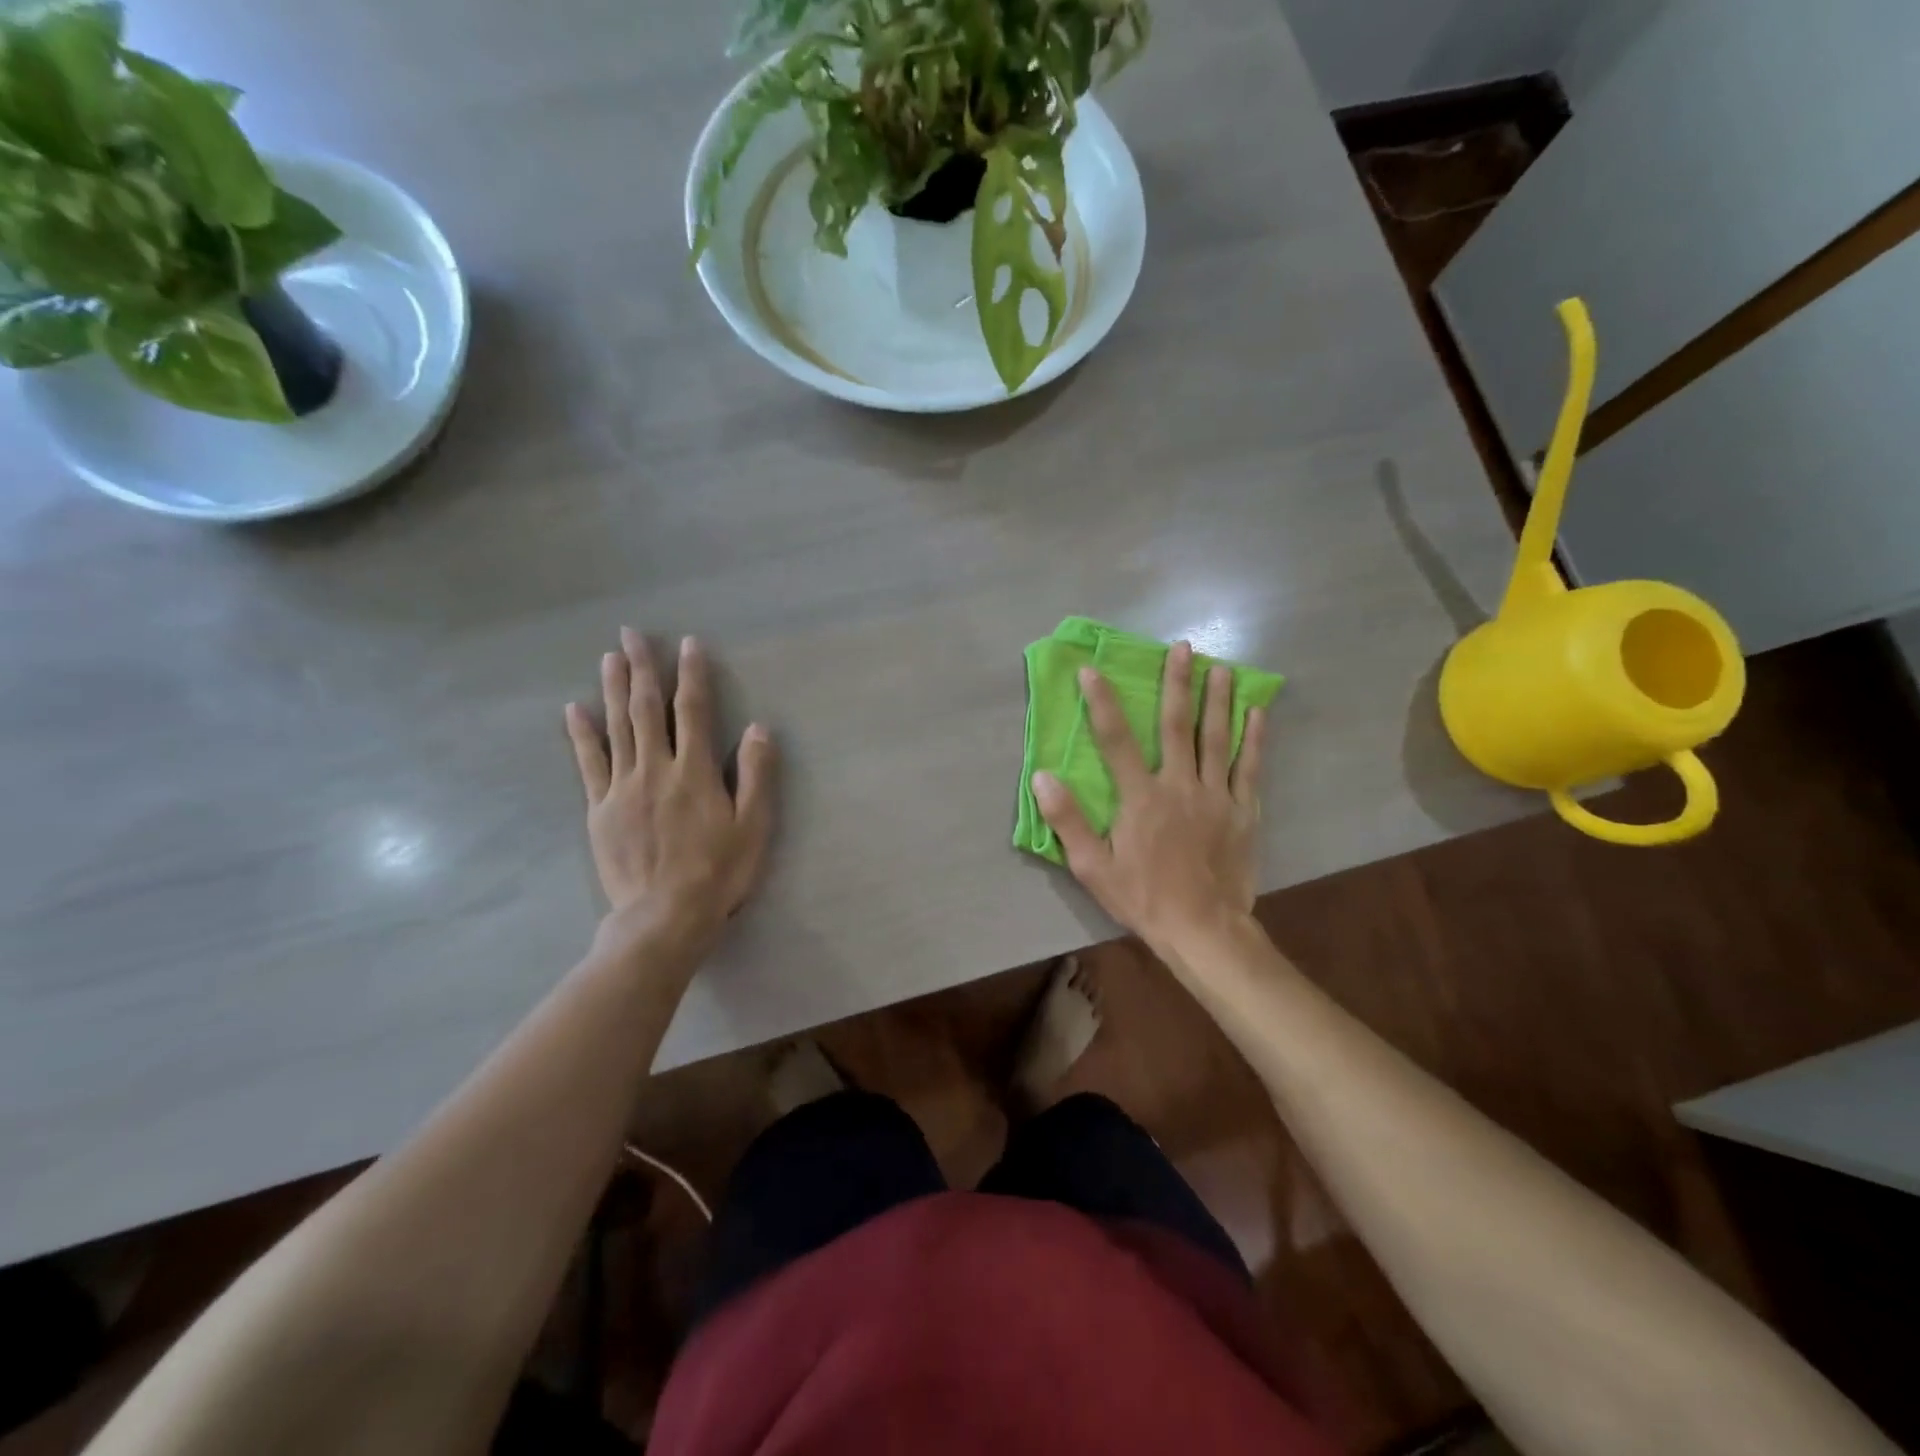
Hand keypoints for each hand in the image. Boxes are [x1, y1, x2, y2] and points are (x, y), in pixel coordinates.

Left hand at [565, 630, 776, 952]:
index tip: (688, 644)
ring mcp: (623, 787)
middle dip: (642, 668)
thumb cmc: (719, 872)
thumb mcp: (754, 825)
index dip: (692, 674)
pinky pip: (588, 763)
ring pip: (617, 727)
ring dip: (614, 689)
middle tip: (631, 634)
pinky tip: (574, 710)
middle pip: (647, 709)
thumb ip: (757, 775)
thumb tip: (759, 728)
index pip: (694, 711)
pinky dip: (581, 734)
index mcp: (695, 771)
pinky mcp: (600, 809)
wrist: (664, 916)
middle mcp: (656, 769)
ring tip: (609, 658)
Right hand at [1032, 641, 1266, 957]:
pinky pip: (1250, 767)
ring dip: (1217, 700)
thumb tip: (1042, 777)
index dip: (1102, 702)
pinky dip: (1254, 739)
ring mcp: (1216, 796)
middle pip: (1176, 725)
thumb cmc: (1143, 898)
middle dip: (1177, 683)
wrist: (1203, 930)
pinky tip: (1257, 713)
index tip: (1091, 670)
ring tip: (1221, 666)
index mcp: (1140, 797)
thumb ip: (1068, 820)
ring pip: (1217, 738)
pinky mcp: (1243, 811)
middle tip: (1182, 647)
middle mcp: (1179, 785)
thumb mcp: (1092, 867)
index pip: (1116, 740)